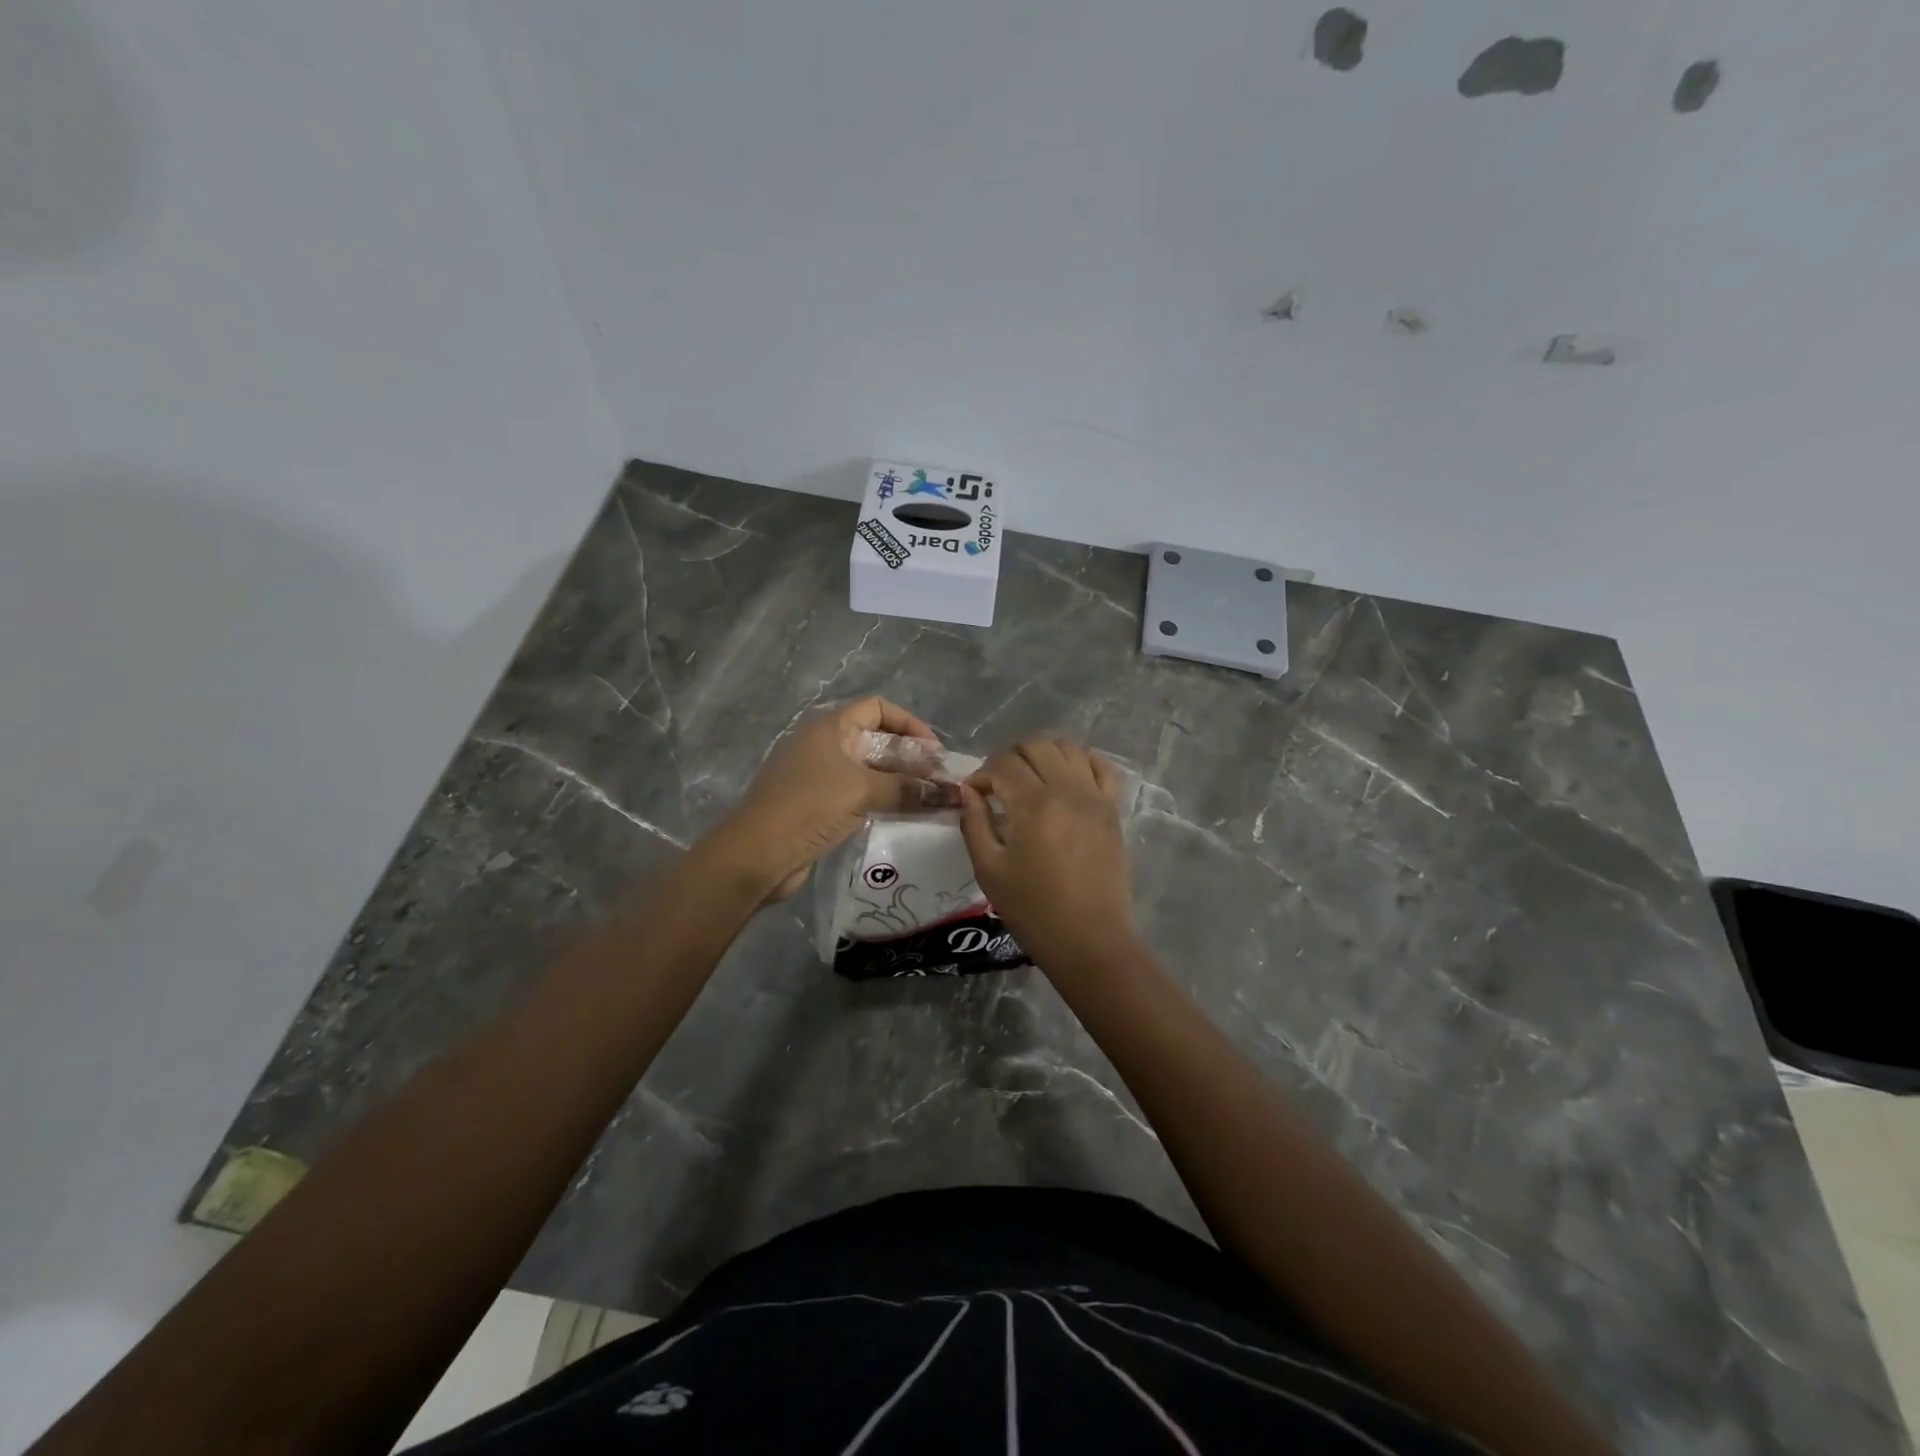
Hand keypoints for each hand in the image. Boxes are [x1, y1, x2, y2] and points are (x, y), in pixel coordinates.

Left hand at [712, 697, 939, 901]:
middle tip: (937, 781)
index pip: (878, 708)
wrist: (756, 854)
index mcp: (829, 726)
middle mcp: (823, 744)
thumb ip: (907, 789)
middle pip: (875, 738)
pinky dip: (880, 800)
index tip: (935, 752)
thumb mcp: (862, 791)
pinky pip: (856, 794)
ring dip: (897, 782)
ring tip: (927, 800)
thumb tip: (948, 793)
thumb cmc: (809, 807)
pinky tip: (901, 816)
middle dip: (909, 757)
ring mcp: (817, 775)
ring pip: (867, 769)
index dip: (910, 724)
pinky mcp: (815, 805)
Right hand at [958, 736, 1134, 967]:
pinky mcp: (1112, 810)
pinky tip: (1065, 776)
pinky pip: (1102, 767)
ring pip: (1068, 748)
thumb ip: (974, 823)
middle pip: (1036, 745)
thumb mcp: (989, 870)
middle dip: (1010, 756)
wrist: (1088, 939)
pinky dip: (1081, 761)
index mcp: (1033, 805)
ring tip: (1030, 777)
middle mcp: (1067, 791)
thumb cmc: (1033, 910)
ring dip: (1043, 754)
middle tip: (999, 782)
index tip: (975, 794)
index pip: (1003, 763)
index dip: (982, 773)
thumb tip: (969, 791)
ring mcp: (1095, 797)